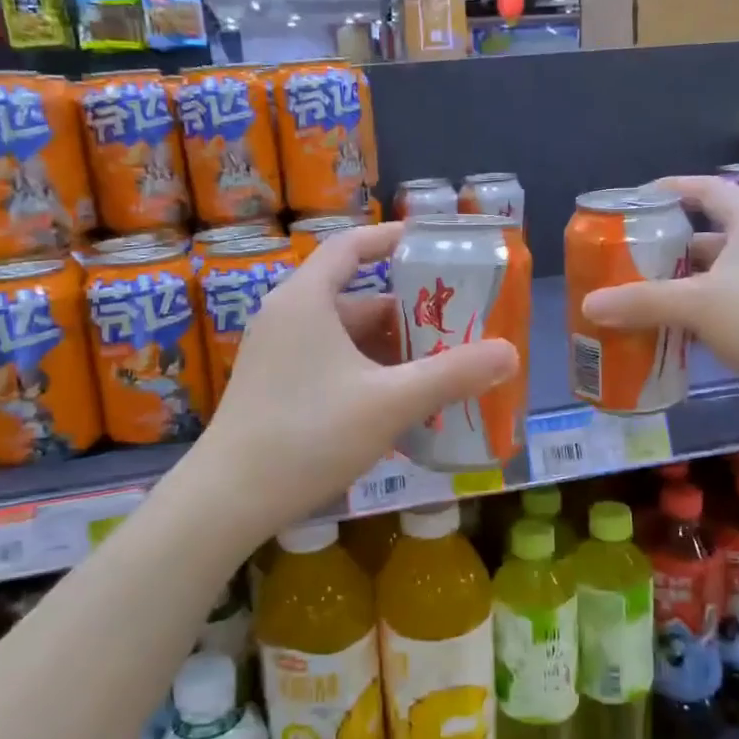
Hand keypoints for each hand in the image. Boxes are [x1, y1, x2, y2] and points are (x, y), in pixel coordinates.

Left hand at [194, 223, 518, 533]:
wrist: (229, 499)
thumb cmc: (309, 434)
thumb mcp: (391, 402)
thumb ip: (452, 375)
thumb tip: (510, 353)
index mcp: (307, 300)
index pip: (351, 247)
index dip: (391, 239)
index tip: (432, 245)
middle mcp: (287, 317)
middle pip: (357, 299)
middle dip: (408, 315)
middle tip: (455, 330)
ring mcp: (277, 355)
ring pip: (345, 339)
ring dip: (390, 352)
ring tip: (437, 373)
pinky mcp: (274, 388)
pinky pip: (330, 365)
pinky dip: (366, 375)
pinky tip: (397, 407)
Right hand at [579, 175, 738, 427]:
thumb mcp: (699, 305)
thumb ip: (641, 302)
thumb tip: (588, 305)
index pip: (706, 189)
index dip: (670, 190)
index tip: (634, 202)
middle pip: (704, 237)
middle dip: (663, 250)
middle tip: (622, 263)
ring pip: (714, 277)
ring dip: (678, 288)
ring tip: (635, 300)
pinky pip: (726, 308)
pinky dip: (697, 317)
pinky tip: (668, 335)